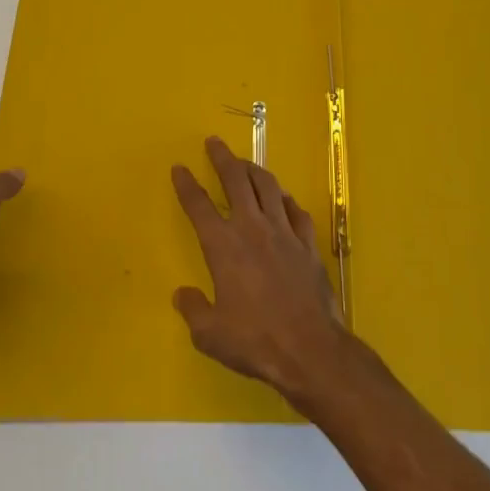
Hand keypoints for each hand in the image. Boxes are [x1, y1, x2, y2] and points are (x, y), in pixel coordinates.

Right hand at [171, 136, 349, 407]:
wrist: (310, 348)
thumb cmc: (255, 341)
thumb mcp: (210, 335)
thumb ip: (193, 310)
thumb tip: (182, 294)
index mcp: (224, 246)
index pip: (199, 206)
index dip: (187, 185)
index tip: (179, 168)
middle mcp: (252, 228)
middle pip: (236, 180)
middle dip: (223, 158)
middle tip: (214, 142)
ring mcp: (284, 231)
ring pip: (268, 187)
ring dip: (254, 169)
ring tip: (246, 162)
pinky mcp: (307, 242)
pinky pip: (295, 210)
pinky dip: (285, 199)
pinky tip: (282, 198)